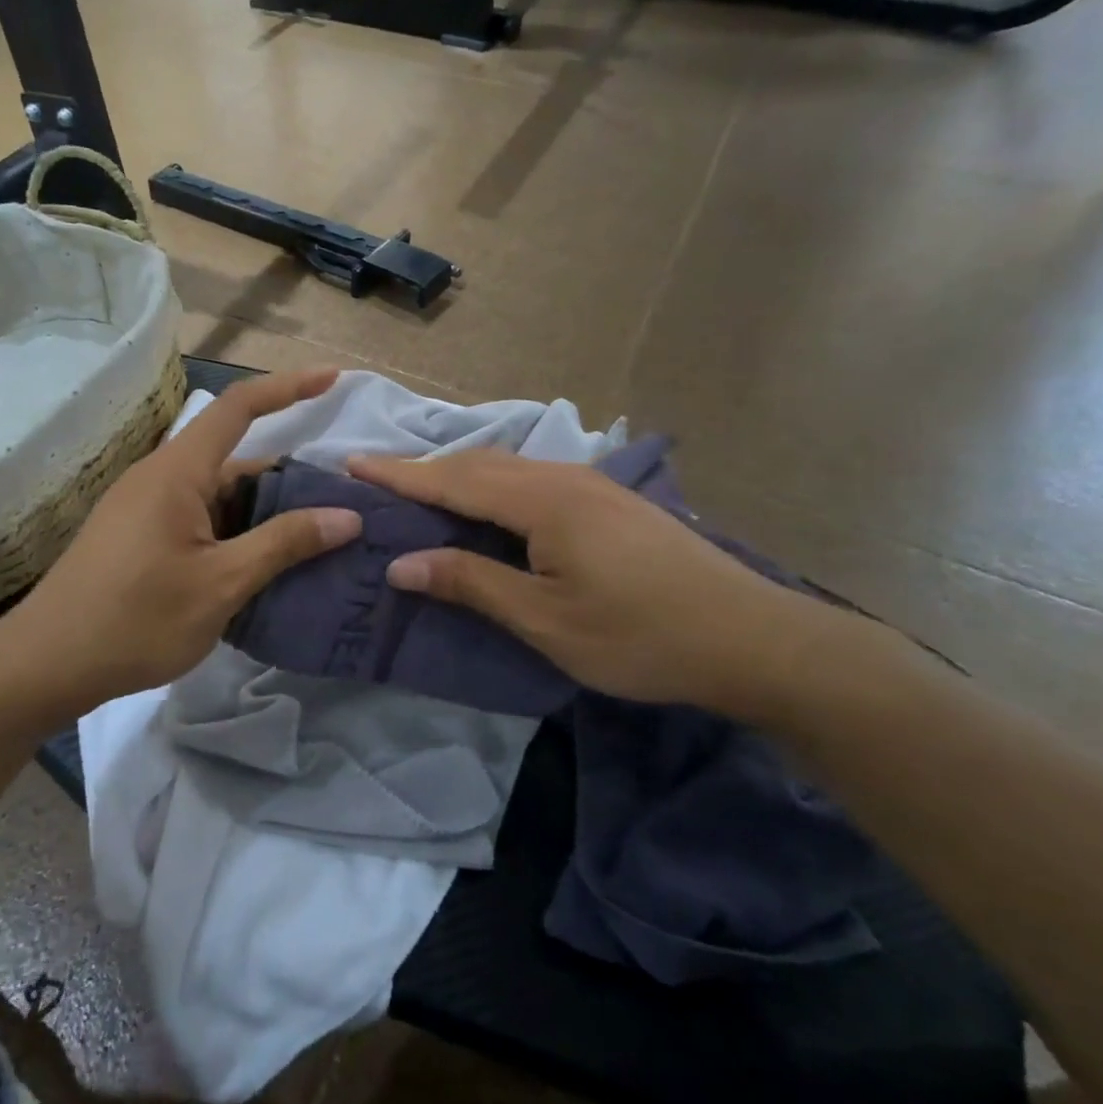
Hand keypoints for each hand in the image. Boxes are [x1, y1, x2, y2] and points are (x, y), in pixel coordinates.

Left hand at [0, 369, 362, 710]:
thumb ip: (283, 544)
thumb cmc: (135, 620)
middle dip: (290, 481)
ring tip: (317, 545)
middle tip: (343, 509)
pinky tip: (264, 569)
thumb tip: (347, 516)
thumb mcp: (221, 584)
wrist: (46, 664)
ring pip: (220, 497)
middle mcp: (161, 479)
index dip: (288, 387)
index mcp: (178, 473)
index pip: (239, 408)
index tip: (332, 378)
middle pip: (237, 462)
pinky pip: (201, 521)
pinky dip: (237, 535)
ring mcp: (146, 509)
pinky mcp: (139, 538)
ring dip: (265, 515)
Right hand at [347, 451, 838, 720]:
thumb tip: (401, 564)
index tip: (350, 464)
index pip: (452, 479)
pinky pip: (531, 481)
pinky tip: (486, 509)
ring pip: (506, 469)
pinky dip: (491, 489)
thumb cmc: (639, 636)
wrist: (751, 639)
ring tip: (419, 494)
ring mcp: (591, 485)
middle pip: (477, 464)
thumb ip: (471, 583)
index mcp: (542, 501)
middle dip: (423, 470)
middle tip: (375, 481)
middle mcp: (563, 478)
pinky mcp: (608, 502)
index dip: (398, 474)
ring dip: (458, 478)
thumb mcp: (545, 620)